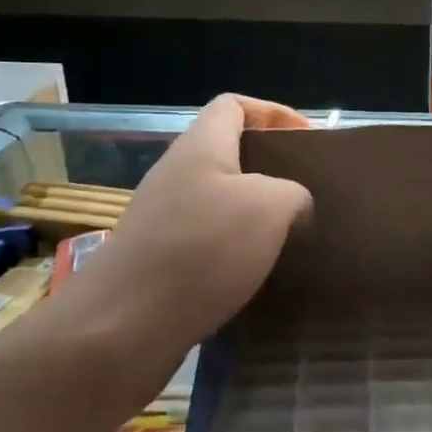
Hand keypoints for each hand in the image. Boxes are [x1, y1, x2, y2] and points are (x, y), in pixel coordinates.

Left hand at [59, 95, 312, 360]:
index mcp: (200, 148)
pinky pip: (208, 242)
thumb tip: (294, 208)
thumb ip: (294, 193)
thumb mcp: (271, 206)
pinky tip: (259, 275)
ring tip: (291, 237)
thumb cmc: (202, 249)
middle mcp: (177, 176)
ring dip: (256, 216)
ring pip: (221, 202)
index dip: (274, 114)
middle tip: (307, 194)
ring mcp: (163, 220)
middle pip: (229, 155)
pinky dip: (237, 252)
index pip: (233, 105)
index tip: (307, 142)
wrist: (124, 326)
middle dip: (271, 170)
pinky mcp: (159, 261)